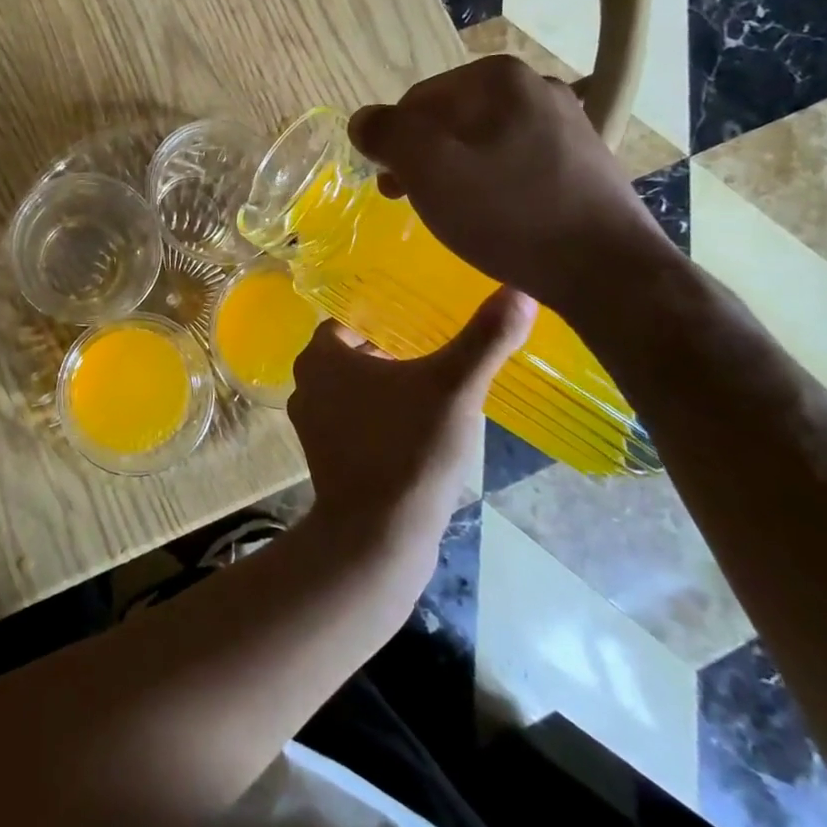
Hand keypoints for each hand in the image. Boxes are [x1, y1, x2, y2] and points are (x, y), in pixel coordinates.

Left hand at [288, 287, 535, 540]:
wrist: (377, 536)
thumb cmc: (409, 449)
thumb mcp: (454, 387)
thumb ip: (485, 338)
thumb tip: (520, 290)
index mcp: (321, 355)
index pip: (352, 318)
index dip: (386, 317)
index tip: (423, 319)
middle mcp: (305, 383)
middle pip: (351, 352)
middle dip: (389, 349)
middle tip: (435, 348)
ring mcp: (310, 423)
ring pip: (351, 388)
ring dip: (384, 385)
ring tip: (431, 386)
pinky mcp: (323, 456)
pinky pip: (352, 420)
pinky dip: (378, 416)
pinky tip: (416, 427)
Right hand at [348, 56, 676, 318]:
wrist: (606, 270)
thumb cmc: (507, 212)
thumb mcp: (428, 168)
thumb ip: (386, 133)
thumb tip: (362, 121)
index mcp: (498, 77)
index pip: (416, 100)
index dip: (393, 142)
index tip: (390, 185)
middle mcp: (536, 86)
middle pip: (449, 118)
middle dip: (422, 157)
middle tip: (409, 200)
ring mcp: (565, 122)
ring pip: (481, 141)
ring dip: (453, 172)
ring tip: (449, 212)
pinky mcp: (581, 159)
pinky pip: (513, 162)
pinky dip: (491, 184)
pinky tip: (492, 217)